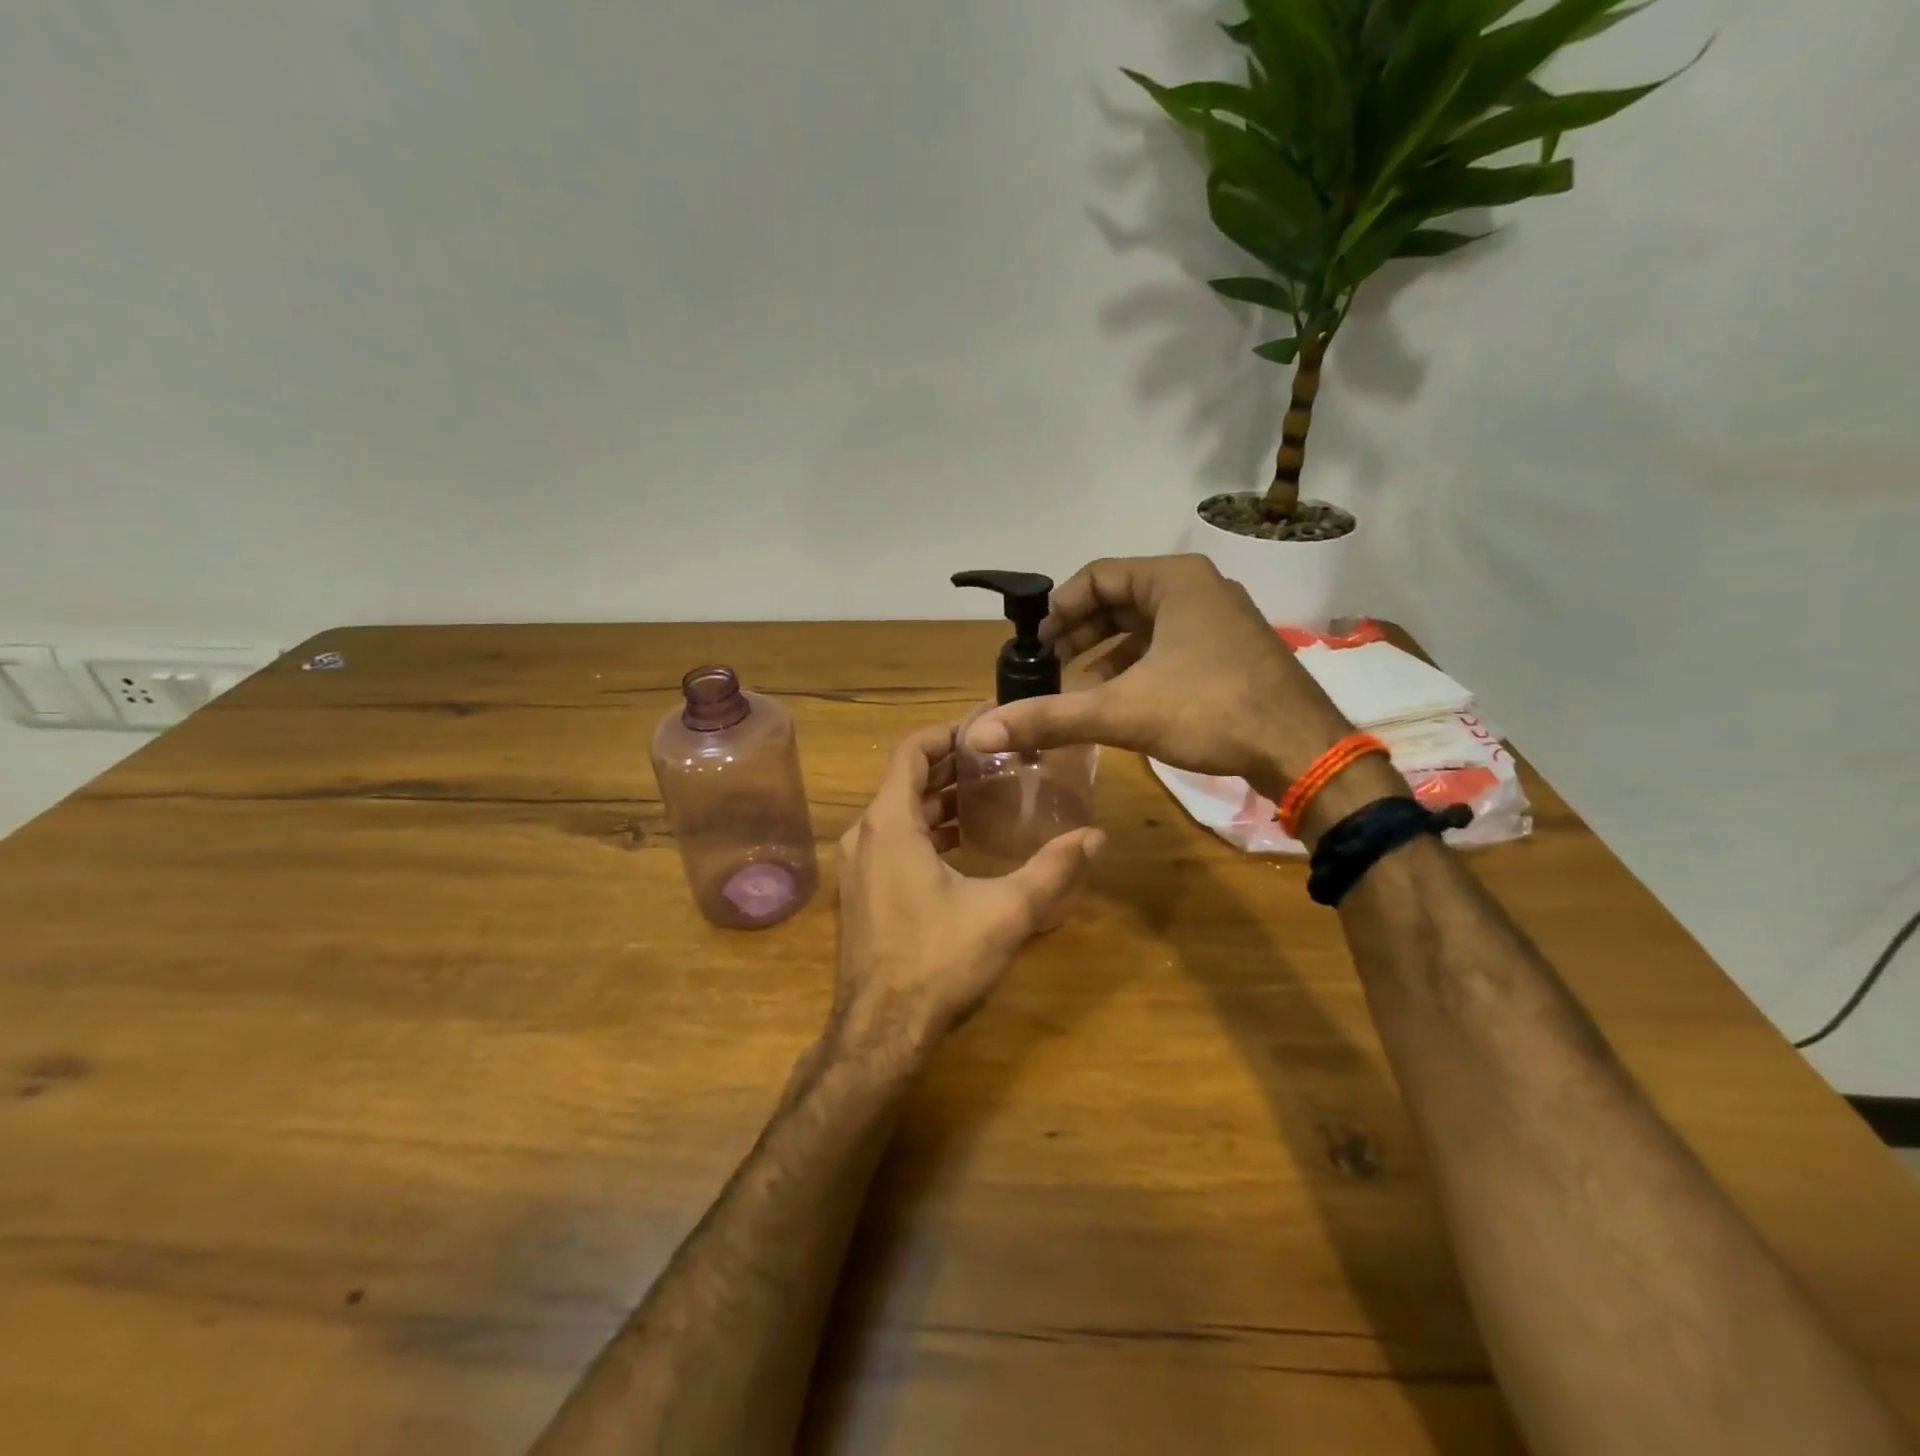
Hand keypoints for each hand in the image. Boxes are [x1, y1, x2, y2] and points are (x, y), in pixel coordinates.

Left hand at [832, 723, 1103, 1058]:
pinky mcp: (861, 892)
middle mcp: (864, 835)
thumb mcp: (1006, 913)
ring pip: (898, 813)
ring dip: (940, 800)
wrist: (881, 1033)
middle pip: (906, 780)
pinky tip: (963, 844)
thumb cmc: (939, 962)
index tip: (987, 727)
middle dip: (951, 766)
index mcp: (889, 824)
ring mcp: (857, 866)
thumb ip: (1053, 870)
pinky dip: (926, 830)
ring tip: (989, 795)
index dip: (948, 733)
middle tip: (1000, 759)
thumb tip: (1096, 836)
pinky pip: (893, 841)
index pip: (912, 751)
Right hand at [962, 554, 1351, 788]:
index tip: (1033, 644)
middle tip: (1047, 666)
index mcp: (1174, 581)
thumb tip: (981, 731)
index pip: (1097, 576)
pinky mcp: (1231, 652)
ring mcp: (1221, 621)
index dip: (1059, 608)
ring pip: (1146, 626)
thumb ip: (1050, 717)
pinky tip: (1119, 700)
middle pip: (1120, 600)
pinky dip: (1137, 667)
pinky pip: (1170, 647)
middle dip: (1079, 633)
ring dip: (1105, 653)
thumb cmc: (1211, 711)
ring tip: (1075, 686)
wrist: (1302, 751)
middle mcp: (1199, 589)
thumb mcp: (1122, 711)